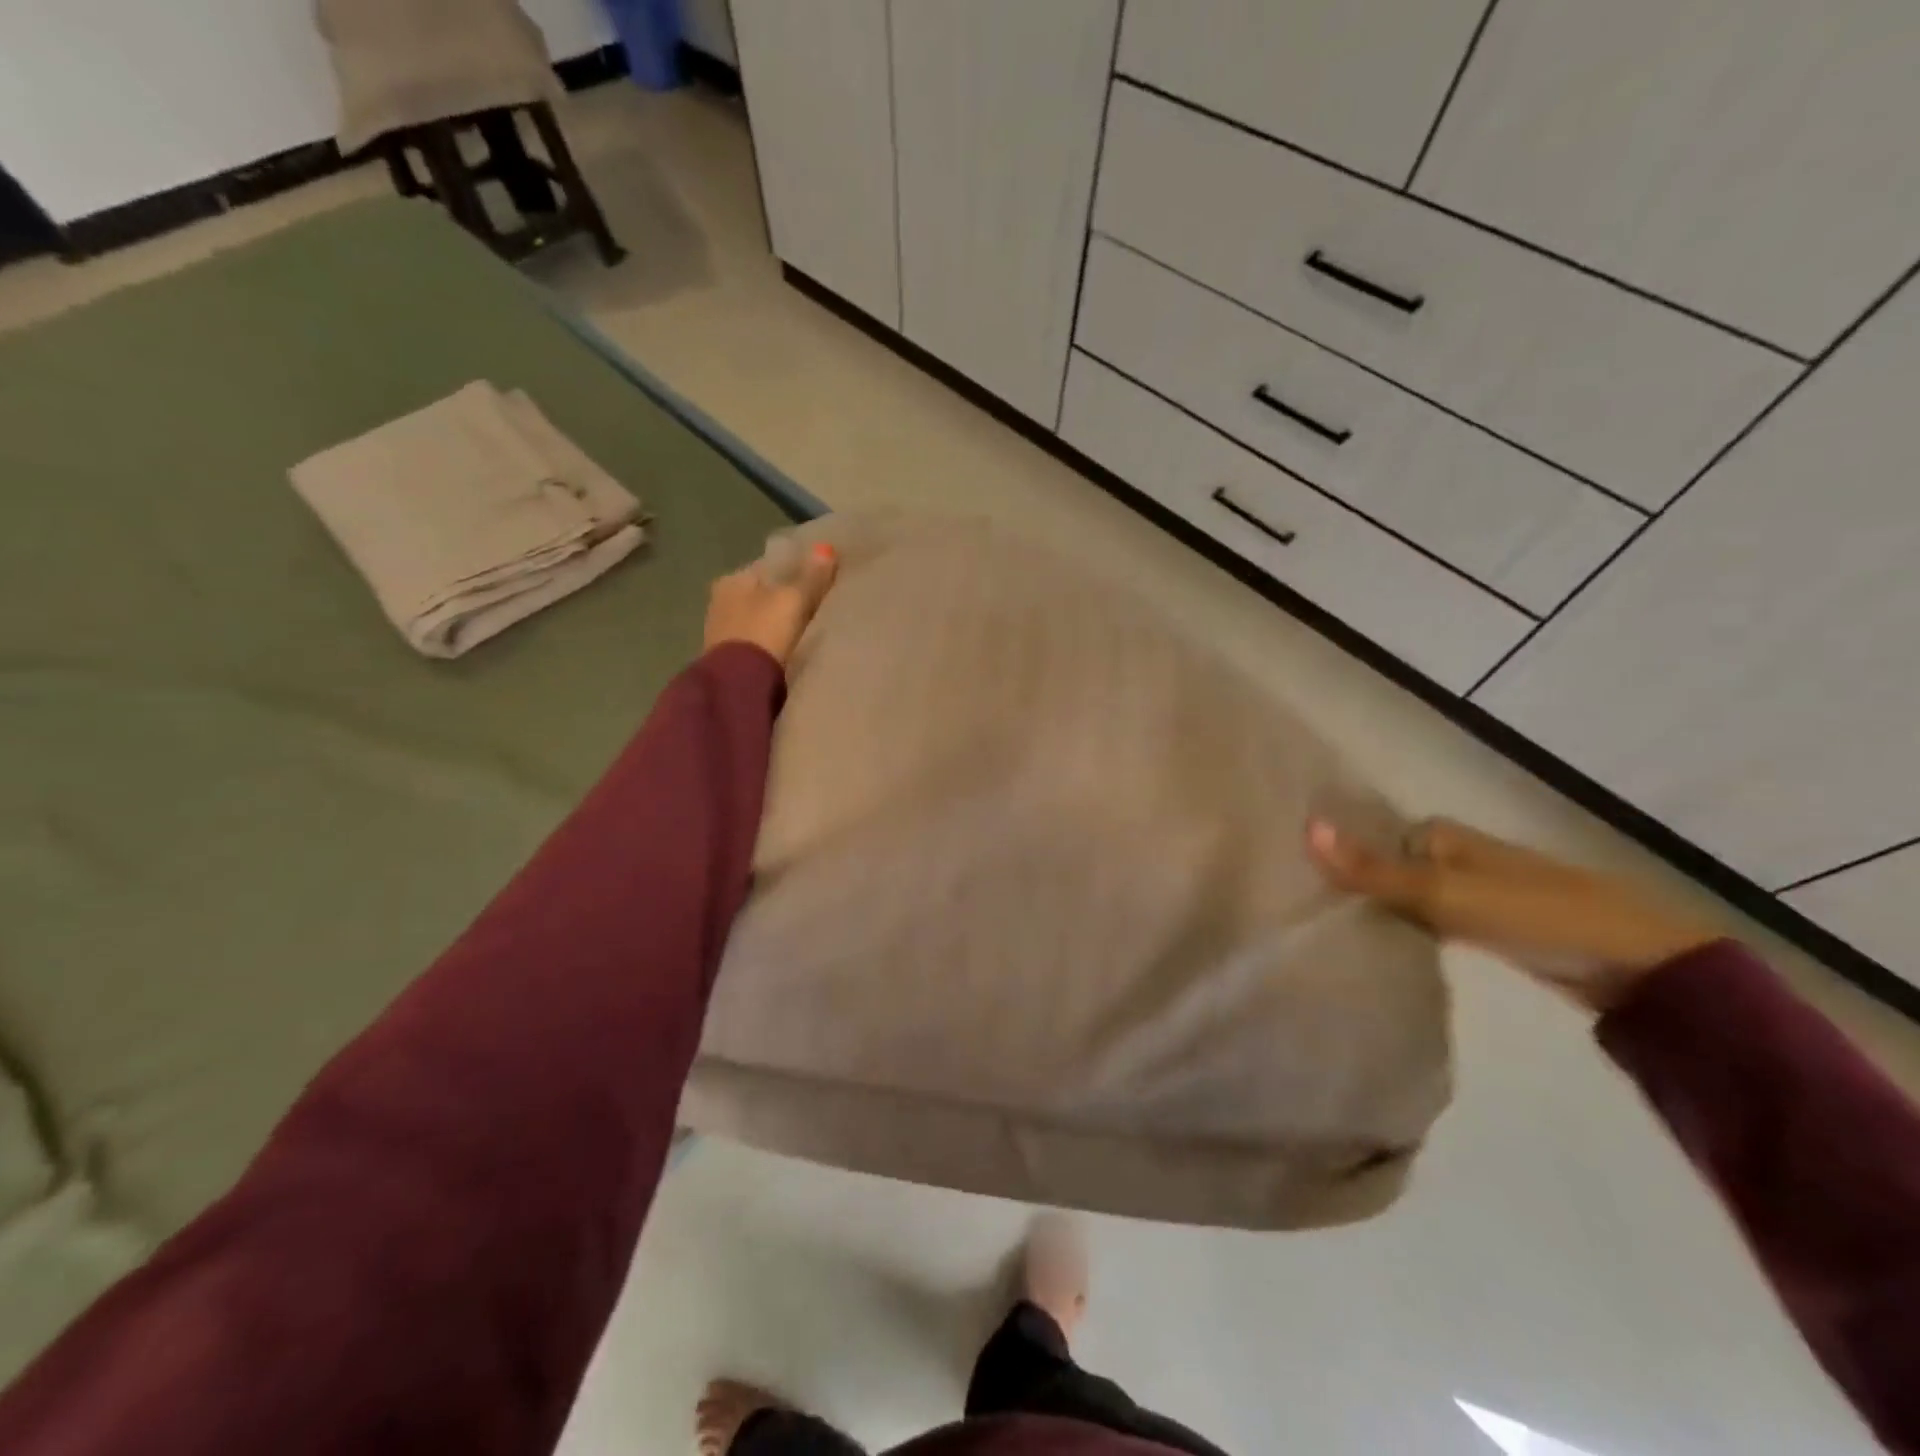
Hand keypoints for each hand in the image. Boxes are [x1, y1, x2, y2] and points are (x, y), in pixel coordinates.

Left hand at [703, 543, 838, 668]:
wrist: (739, 685)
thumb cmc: (764, 632)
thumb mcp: (793, 600)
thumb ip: (811, 577)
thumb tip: (826, 548)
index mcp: (732, 579)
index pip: (769, 566)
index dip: (796, 571)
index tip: (819, 580)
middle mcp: (721, 600)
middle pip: (764, 593)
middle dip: (786, 599)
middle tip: (817, 606)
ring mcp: (722, 631)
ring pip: (760, 618)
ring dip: (779, 622)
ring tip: (807, 630)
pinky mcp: (729, 658)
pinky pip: (758, 641)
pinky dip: (772, 641)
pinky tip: (789, 648)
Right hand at [1307, 817, 1717, 1013]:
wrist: (1641, 966)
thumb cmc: (1538, 914)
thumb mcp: (1446, 893)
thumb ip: (1373, 870)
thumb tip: (1304, 827)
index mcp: (1437, 835)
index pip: (1363, 838)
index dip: (1328, 857)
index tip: (1285, 882)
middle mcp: (1448, 856)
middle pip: (1379, 867)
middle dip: (1344, 885)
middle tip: (1293, 913)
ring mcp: (1466, 892)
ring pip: (1399, 896)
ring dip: (1369, 911)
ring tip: (1316, 933)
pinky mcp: (1481, 927)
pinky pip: (1422, 922)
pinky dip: (1399, 931)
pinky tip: (1370, 950)